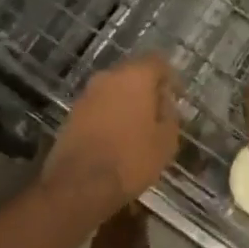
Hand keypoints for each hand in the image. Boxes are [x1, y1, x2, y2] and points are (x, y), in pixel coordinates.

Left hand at [45, 54, 179, 217]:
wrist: (80, 185)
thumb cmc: (131, 160)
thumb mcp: (166, 141)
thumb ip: (170, 114)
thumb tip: (164, 102)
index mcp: (135, 76)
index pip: (157, 61)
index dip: (169, 77)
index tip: (176, 96)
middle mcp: (108, 77)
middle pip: (133, 73)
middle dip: (146, 89)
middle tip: (158, 112)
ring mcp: (86, 94)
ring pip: (113, 90)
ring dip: (126, 102)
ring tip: (137, 128)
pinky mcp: (72, 113)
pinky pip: (98, 106)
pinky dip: (109, 115)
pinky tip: (116, 137)